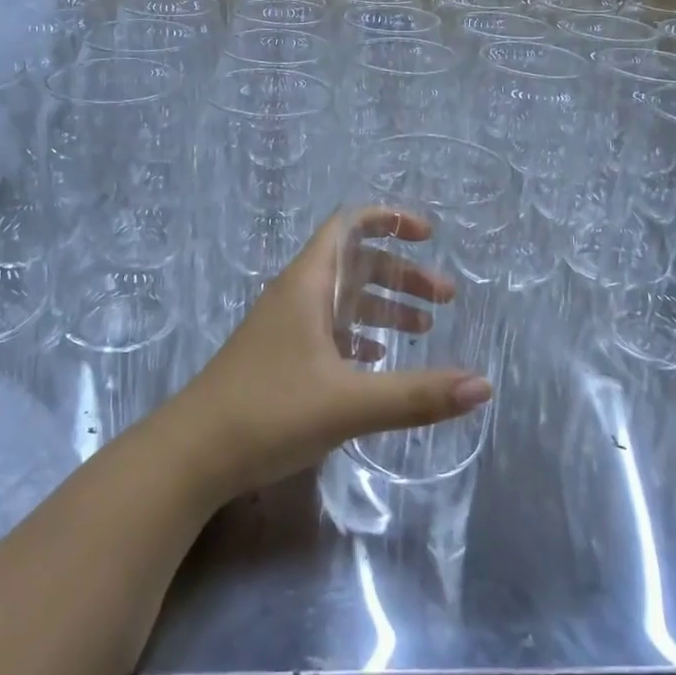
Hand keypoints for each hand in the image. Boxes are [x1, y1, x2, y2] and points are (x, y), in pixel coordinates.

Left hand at [175, 208, 493, 497]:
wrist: (192, 454)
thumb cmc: (269, 412)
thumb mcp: (349, 403)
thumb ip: (417, 395)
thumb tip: (483, 385)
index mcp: (308, 284)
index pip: (349, 226)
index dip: (389, 220)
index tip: (429, 235)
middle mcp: (296, 295)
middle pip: (355, 264)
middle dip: (401, 275)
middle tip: (445, 299)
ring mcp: (284, 327)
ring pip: (343, 300)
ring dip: (383, 307)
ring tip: (424, 329)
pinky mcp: (279, 358)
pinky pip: (328, 331)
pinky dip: (359, 336)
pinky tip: (378, 359)